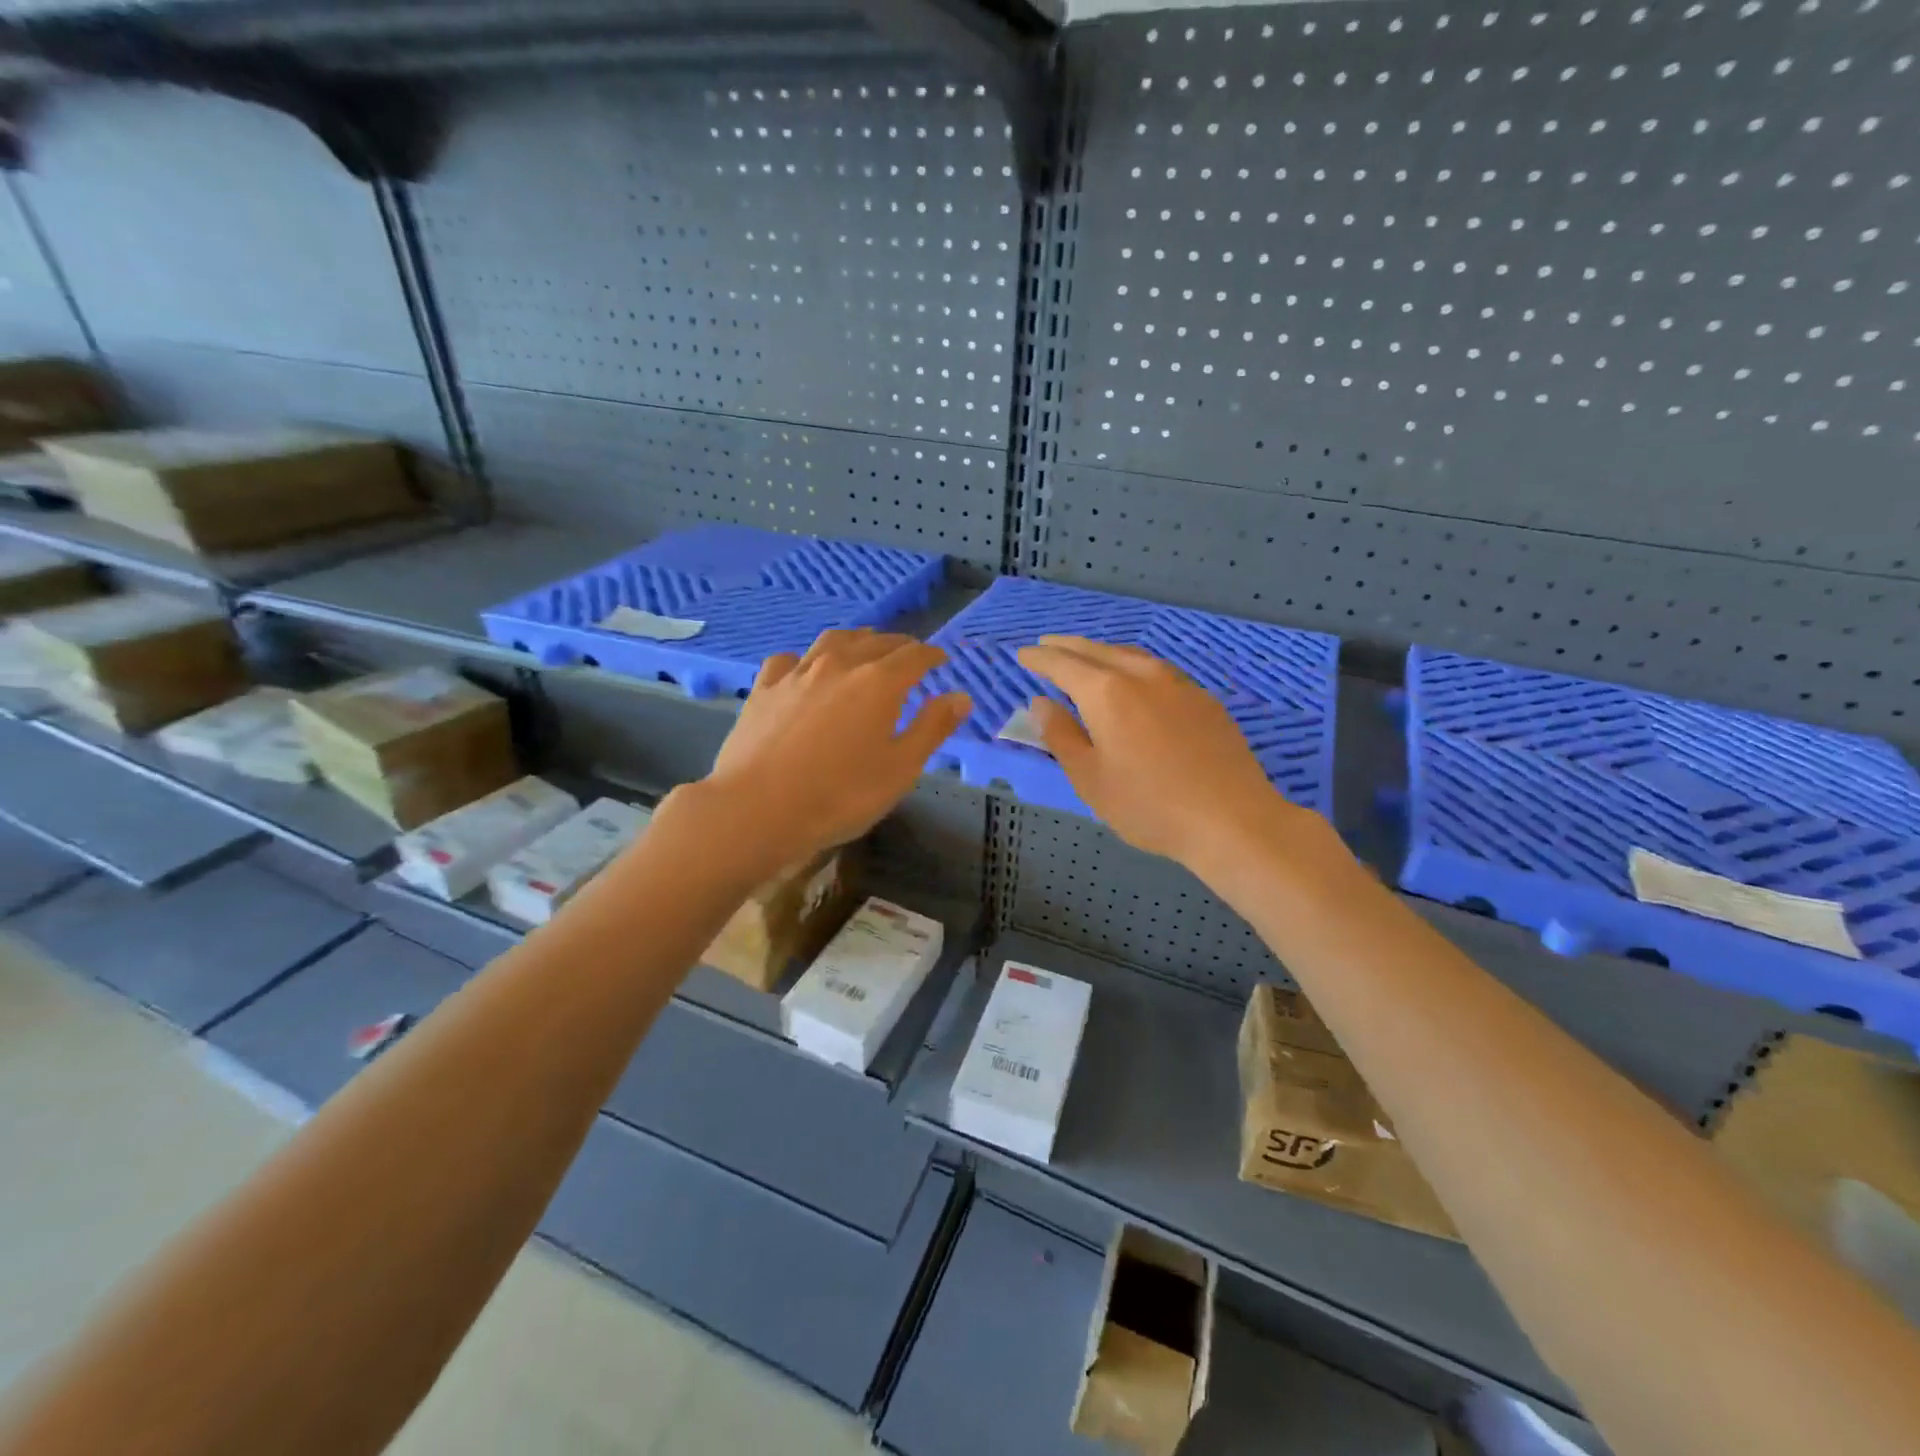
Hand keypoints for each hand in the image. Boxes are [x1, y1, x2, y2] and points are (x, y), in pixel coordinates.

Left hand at [705, 628, 970, 865]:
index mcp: (879, 682)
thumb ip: (932, 728)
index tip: (941, 660)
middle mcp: (839, 665)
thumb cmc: (840, 795)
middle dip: (898, 645)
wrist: (758, 809)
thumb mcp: (901, 769)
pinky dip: (806, 659)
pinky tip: (804, 669)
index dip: (931, 655)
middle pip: (875, 642)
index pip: (914, 656)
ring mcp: (797, 673)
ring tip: (864, 647)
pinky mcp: (764, 689)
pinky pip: (789, 660)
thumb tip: (961, 696)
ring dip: (856, 640)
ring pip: (832, 641)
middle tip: (910, 655)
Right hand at [1017, 635, 1302, 867]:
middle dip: (1067, 647)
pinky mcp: (1203, 699)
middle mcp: (1141, 675)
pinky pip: (1157, 669)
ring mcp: (1178, 683)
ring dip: (1101, 652)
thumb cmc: (1148, 805)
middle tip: (1046, 646)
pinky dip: (1132, 665)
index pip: (1063, 665)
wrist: (1232, 819)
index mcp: (1106, 692)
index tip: (1022, 654)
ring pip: (1130, 655)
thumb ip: (1061, 735)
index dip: (1039, 659)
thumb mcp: (1090, 778)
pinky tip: (1134, 680)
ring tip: (1086, 657)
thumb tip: (1041, 703)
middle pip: (1097, 651)